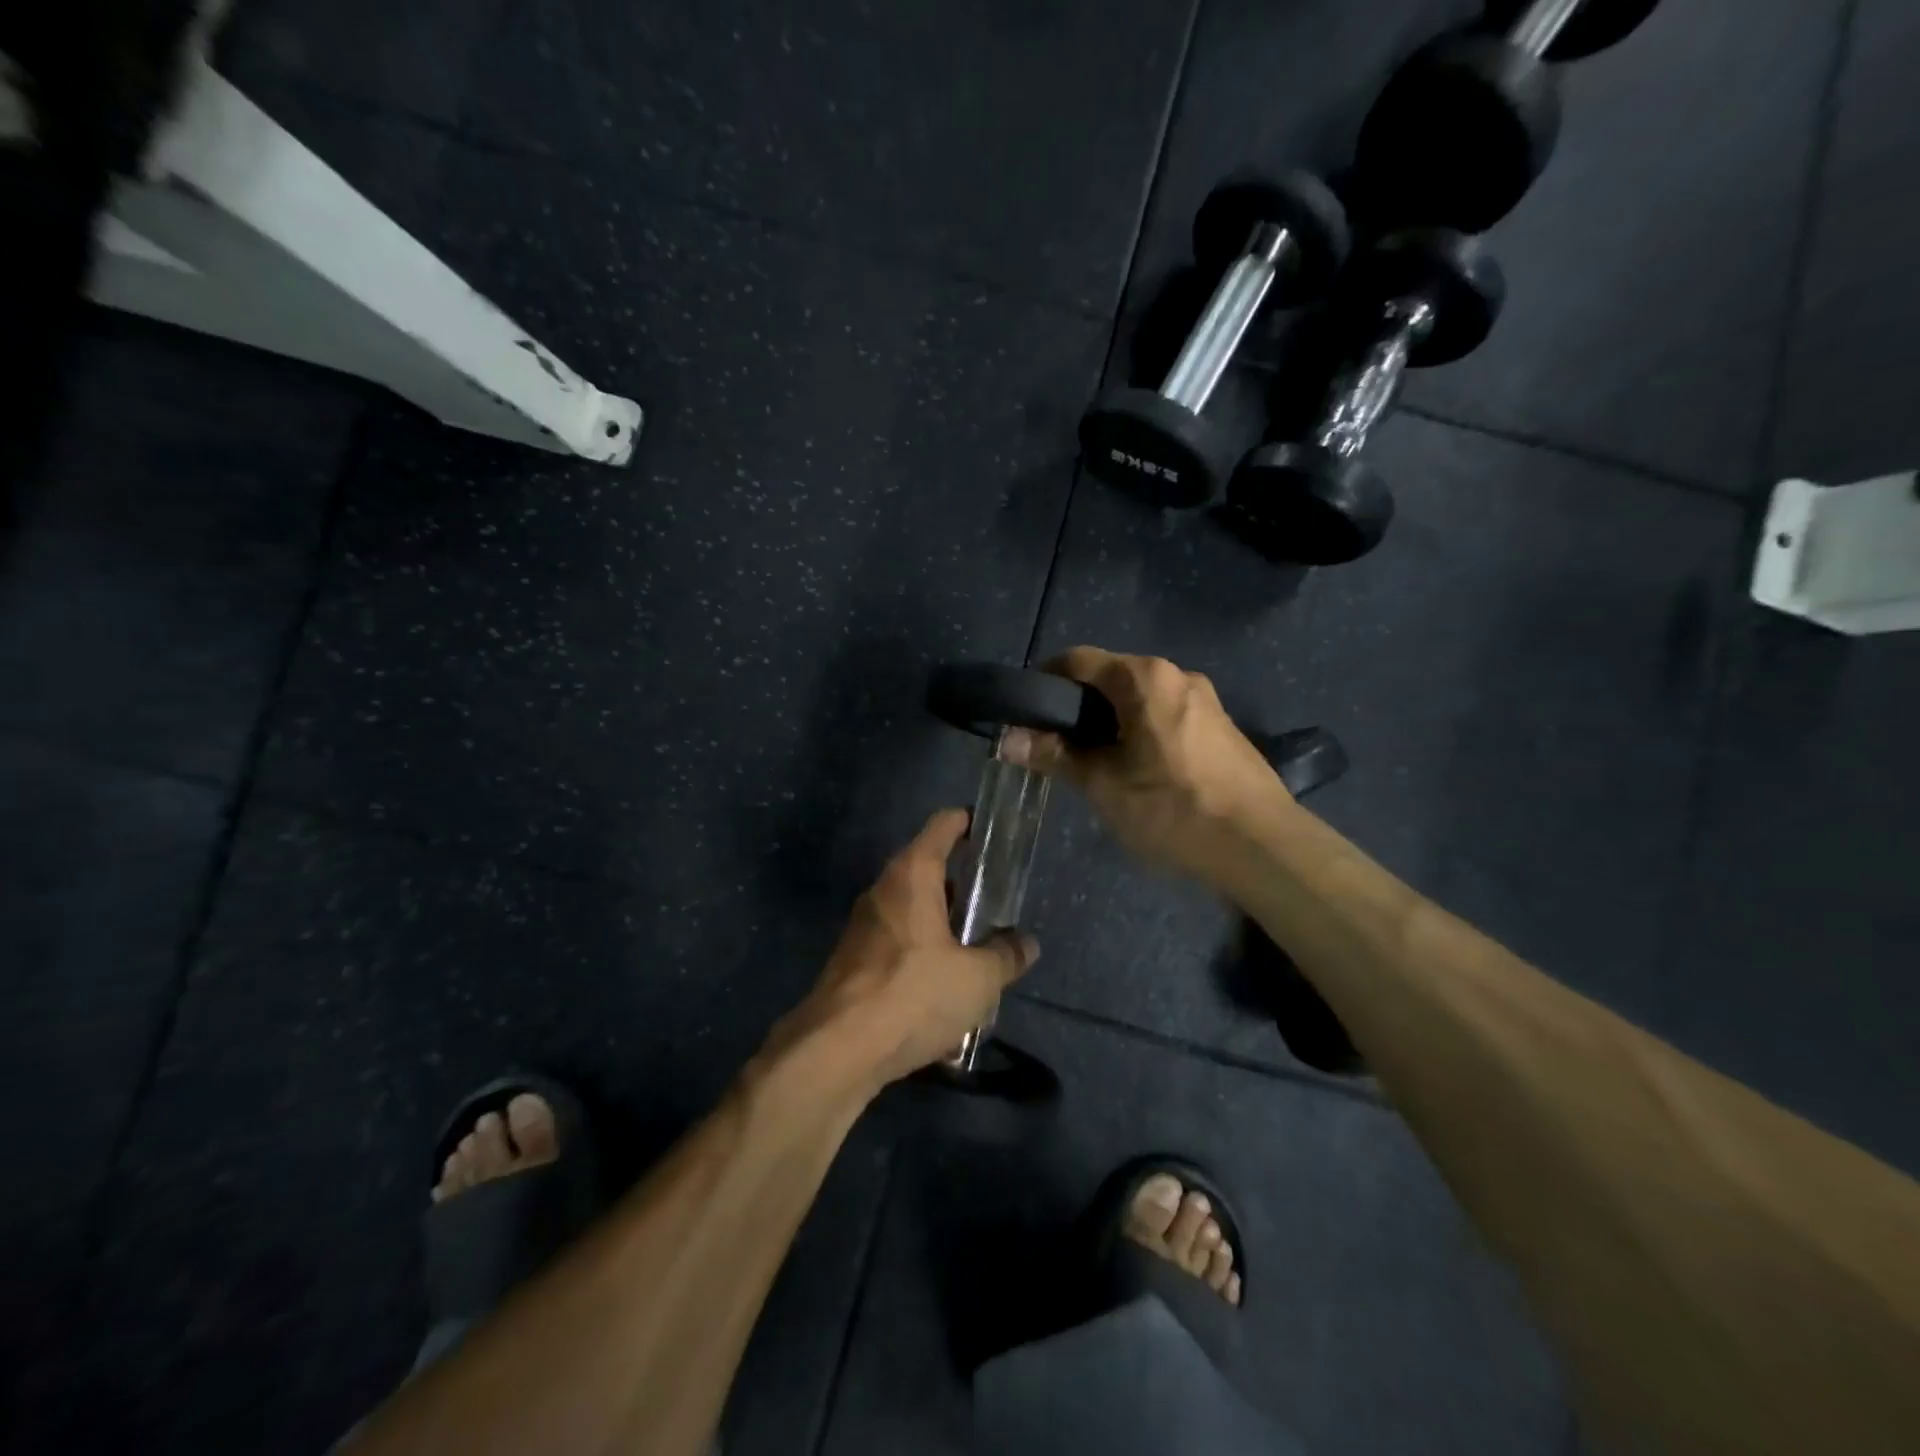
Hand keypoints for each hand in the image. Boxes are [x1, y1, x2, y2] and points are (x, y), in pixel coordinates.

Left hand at [767, 809, 1037, 1093]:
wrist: (838, 1049)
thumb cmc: (914, 994)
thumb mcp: (977, 979)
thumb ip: (1006, 956)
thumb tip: (1027, 944)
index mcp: (912, 875)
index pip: (943, 826)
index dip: (969, 822)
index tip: (992, 830)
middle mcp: (883, 890)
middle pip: (927, 869)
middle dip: (961, 884)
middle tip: (995, 902)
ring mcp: (863, 926)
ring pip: (912, 910)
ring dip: (943, 924)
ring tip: (977, 949)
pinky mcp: (853, 961)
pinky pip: (898, 944)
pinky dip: (923, 954)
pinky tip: (945, 990)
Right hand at [1001, 647, 1286, 882]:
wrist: (1261, 845)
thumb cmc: (1172, 807)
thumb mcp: (1103, 784)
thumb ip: (1054, 755)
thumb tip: (1007, 740)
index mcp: (1145, 678)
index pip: (1078, 660)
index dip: (1044, 681)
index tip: (1025, 714)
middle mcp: (1177, 675)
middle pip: (1110, 677)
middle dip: (1077, 706)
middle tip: (1055, 745)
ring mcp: (1204, 699)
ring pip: (1139, 698)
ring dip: (1109, 721)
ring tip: (1093, 762)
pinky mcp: (1220, 726)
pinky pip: (1165, 714)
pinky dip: (1139, 730)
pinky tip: (1137, 770)